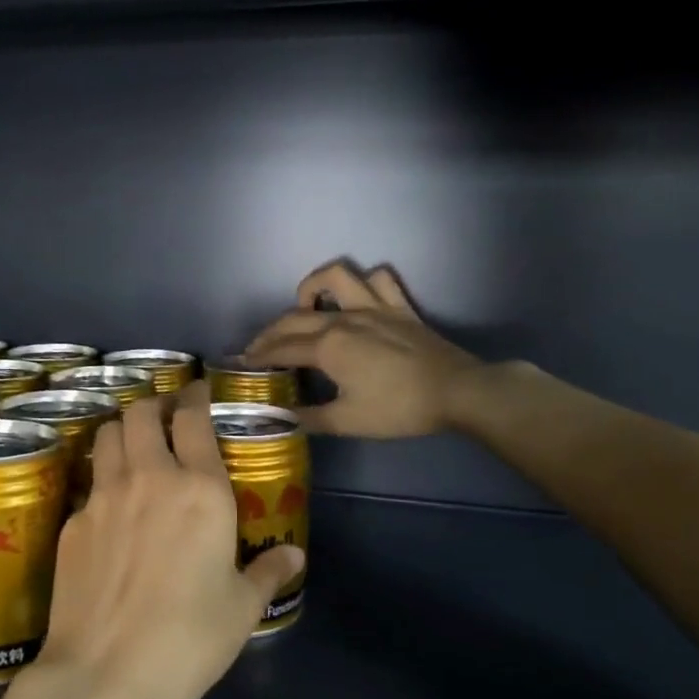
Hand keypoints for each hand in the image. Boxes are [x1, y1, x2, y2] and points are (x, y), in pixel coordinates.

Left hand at [33, 382, 305, 698]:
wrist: (106, 673)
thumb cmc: (190, 638)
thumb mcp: (243, 607)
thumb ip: (269, 572)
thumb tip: (294, 556)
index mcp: (200, 489)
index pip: (193, 418)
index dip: (196, 396)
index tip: (199, 393)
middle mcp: (148, 479)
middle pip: (141, 413)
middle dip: (155, 405)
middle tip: (166, 417)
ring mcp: (102, 498)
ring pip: (108, 436)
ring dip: (124, 431)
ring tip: (135, 447)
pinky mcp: (72, 525)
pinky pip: (90, 484)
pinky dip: (103, 480)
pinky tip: (112, 510)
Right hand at [245, 261, 481, 436]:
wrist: (456, 392)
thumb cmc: (398, 409)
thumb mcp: (347, 421)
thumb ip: (309, 417)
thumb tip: (281, 417)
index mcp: (328, 347)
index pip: (282, 348)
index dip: (259, 356)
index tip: (242, 363)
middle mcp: (345, 319)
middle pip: (295, 316)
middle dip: (270, 331)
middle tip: (258, 347)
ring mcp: (374, 307)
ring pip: (335, 277)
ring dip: (313, 286)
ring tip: (305, 306)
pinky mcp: (400, 307)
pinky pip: (379, 279)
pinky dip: (364, 282)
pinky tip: (357, 298)